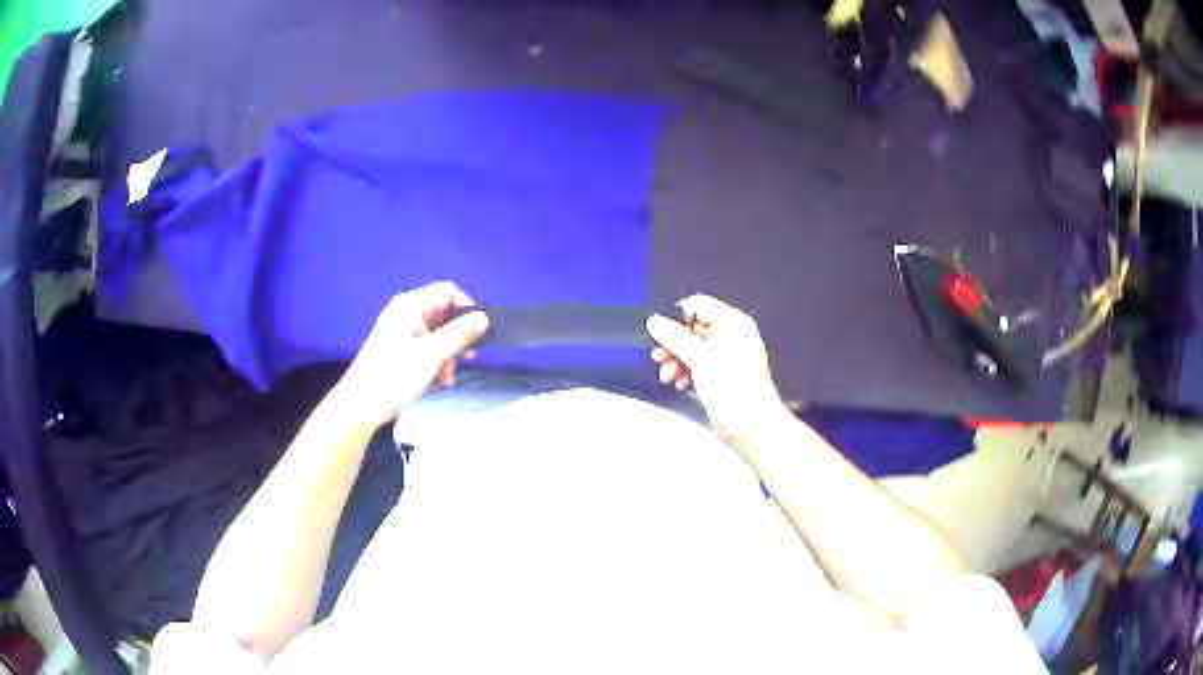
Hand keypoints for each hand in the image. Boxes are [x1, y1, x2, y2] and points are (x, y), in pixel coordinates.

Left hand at [334, 282, 489, 430]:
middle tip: (466, 357)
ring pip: (438, 334)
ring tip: (448, 375)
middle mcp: (406, 313)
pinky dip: (437, 361)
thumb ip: (460, 334)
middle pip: (444, 314)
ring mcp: (402, 332)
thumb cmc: (394, 376)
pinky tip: (440, 380)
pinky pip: (427, 348)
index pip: (448, 292)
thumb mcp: (431, 355)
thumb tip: (484, 318)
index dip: (466, 309)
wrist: (360, 406)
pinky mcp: (400, 350)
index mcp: (410, 305)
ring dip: (448, 354)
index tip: (477, 333)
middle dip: (457, 337)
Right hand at [646, 295, 788, 446]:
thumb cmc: (737, 390)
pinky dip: (687, 372)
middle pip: (694, 329)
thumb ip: (673, 337)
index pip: (700, 306)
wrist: (750, 424)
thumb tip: (656, 322)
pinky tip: (680, 383)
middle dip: (674, 344)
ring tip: (668, 373)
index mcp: (733, 323)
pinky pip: (699, 366)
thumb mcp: (698, 357)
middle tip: (660, 354)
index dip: (678, 317)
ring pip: (694, 349)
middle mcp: (733, 337)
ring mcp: (728, 357)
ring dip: (677, 360)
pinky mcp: (723, 376)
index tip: (661, 330)